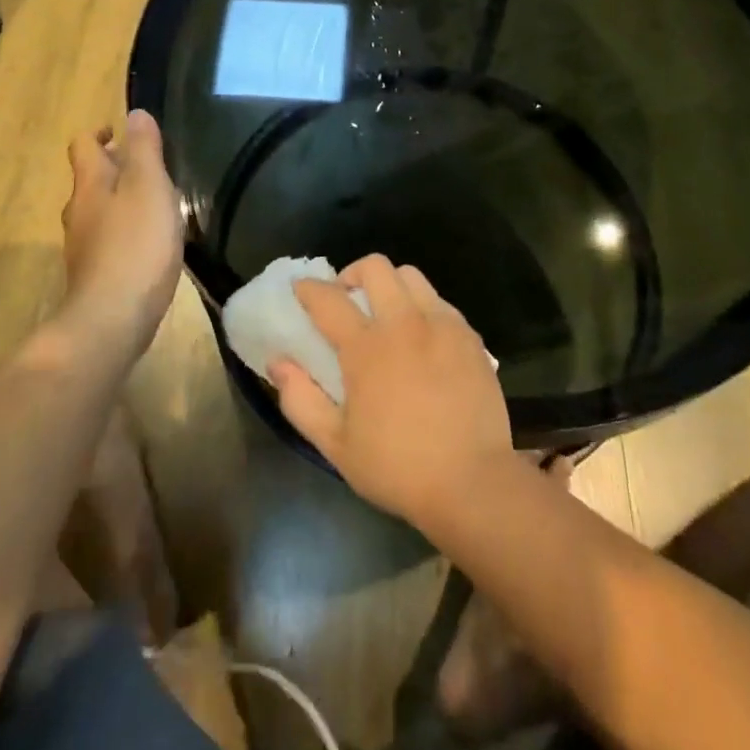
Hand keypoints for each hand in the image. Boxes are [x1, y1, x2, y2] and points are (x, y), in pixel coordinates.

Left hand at [61, 111, 184, 345]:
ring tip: (155, 203)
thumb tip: (134, 114)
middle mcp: (79, 212)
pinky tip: (149, 243)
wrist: (113, 319)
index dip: (99, 133)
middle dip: (114, 167)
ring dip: (121, 200)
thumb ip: (144, 149)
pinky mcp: (94, 275)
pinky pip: (108, 240)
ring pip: (99, 211)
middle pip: (90, 179)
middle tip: (148, 167)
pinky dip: (125, 231)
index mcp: (90, 185)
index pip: (83, 146)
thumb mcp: (149, 187)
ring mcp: (83, 247)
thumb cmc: (136, 244)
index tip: (119, 132)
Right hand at [270, 255, 512, 527]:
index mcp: (367, 348)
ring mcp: (442, 325)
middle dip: (352, 274)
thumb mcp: (335, 444)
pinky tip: (420, 337)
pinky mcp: (469, 336)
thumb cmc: (397, 467)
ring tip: (385, 314)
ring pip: (411, 276)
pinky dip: (421, 306)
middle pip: (375, 267)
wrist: (472, 482)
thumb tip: (277, 362)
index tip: (300, 290)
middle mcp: (404, 323)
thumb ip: (300, 400)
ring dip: (390, 285)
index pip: (328, 298)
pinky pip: (440, 302)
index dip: (308, 288)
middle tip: (347, 300)